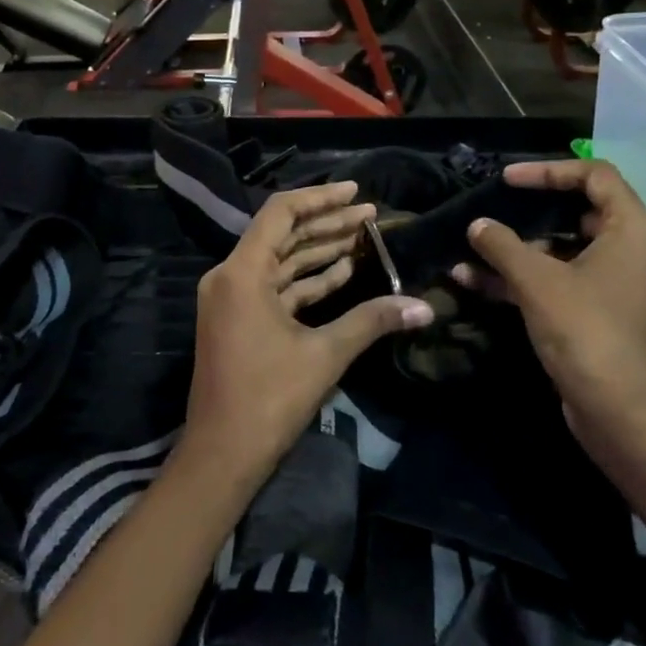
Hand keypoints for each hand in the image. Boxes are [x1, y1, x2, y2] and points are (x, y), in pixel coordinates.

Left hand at [182, 182, 432, 492]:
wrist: (222, 453)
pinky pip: (276, 287)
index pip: (281, 213)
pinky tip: (344, 273)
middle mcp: (231, 276)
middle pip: (283, 234)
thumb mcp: (324, 355)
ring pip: (281, 261)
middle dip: (328, 223)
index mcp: (242, 272)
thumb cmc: (268, 399)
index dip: (321, 198)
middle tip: (371, 215)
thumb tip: (424, 306)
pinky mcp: (239, 319)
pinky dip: (307, 280)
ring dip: (320, 250)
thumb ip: (371, 321)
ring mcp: (232, 298)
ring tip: (364, 237)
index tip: (357, 192)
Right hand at [458, 160, 645, 452]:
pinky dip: (522, 279)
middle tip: (494, 208)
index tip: (508, 181)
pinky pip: (558, 282)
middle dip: (530, 211)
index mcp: (631, 230)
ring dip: (517, 249)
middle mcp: (630, 251)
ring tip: (471, 247)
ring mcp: (614, 286)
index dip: (549, 170)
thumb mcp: (537, 280)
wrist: (620, 412)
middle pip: (578, 212)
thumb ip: (503, 244)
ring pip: (562, 251)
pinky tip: (474, 281)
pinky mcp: (598, 315)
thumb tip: (477, 225)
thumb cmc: (585, 330)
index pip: (595, 175)